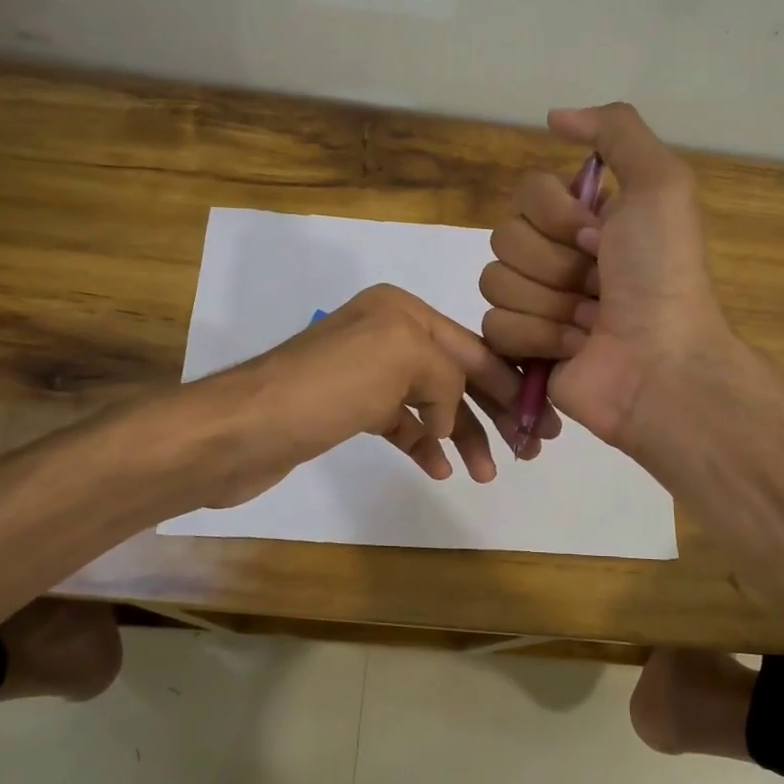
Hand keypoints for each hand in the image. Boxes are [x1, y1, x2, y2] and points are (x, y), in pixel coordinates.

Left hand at [203, 284, 560, 507]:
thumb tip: (446, 419)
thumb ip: (447, 375)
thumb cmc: (326, 388)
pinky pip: (402, 424)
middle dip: (494, 410)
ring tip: (486, 472)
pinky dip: (424, 443)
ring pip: (433, 403)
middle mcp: (386, 334)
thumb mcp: (401, 358)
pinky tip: (440, 467)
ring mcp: (366, 374)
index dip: (511, 382)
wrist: (241, 430)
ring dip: (463, 433)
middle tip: (528, 448)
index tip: (542, 420)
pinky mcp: (349, 410)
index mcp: (402, 311)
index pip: (473, 347)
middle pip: (457, 374)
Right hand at [480, 103, 730, 454]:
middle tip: (598, 284)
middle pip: (505, 238)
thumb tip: (554, 117)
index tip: (598, 237)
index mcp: (584, 220)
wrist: (661, 364)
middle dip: (556, 264)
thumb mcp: (661, 186)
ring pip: (495, 282)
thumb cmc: (662, 276)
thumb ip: (615, 132)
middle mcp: (556, 257)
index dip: (557, 216)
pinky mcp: (521, 348)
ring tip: (590, 322)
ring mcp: (536, 304)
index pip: (525, 195)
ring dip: (549, 304)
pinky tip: (575, 348)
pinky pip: (494, 326)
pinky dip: (539, 338)